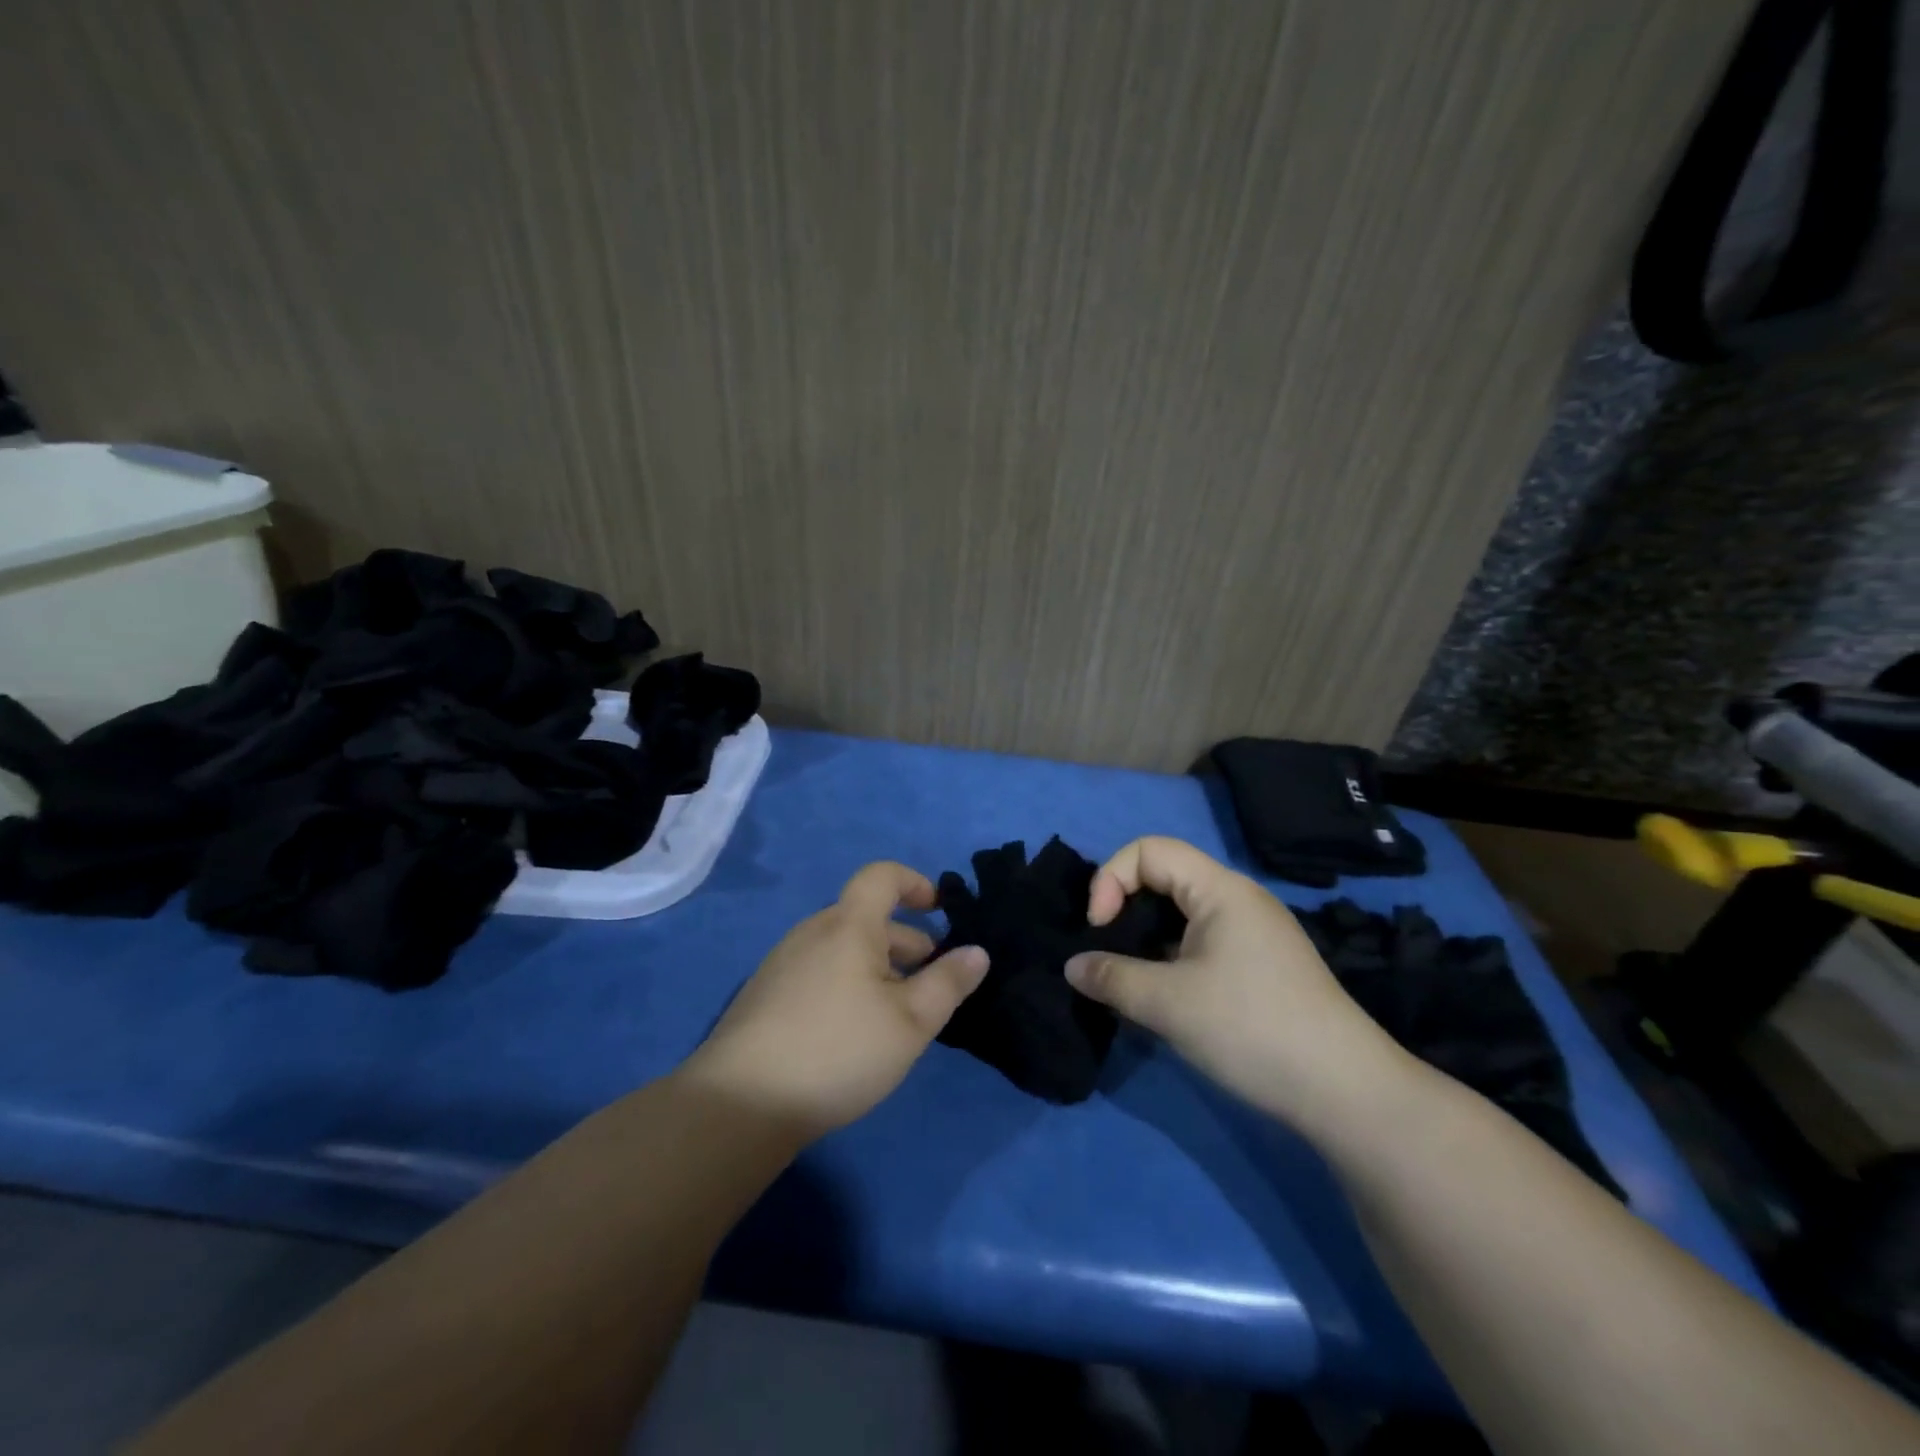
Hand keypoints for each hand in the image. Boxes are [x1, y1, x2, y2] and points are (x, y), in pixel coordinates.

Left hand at [680, 862, 990, 1138]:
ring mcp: (783, 963)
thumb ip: (948, 983)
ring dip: (879, 968)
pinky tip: (853, 1034)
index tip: (940, 911)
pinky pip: (820, 971)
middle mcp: (812, 932)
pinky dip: (848, 984)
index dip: (915, 883)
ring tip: (898, 1015)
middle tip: (932, 984)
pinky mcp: (765, 995)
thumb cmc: (839, 1050)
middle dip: (907, 942)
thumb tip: (977, 952)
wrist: (741, 1103)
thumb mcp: (911, 1022)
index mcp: (848, 925)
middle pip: (866, 918)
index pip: (881, 876)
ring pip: (844, 949)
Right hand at [1065, 836, 1411, 1135]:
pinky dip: (1170, 957)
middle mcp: (1239, 899)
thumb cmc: (1252, 1029)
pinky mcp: (1261, 967)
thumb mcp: (1168, 1004)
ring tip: (1127, 977)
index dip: (1111, 879)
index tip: (1099, 928)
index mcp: (1221, 889)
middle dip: (1124, 907)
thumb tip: (1072, 967)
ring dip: (1146, 937)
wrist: (1346, 1093)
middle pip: (1165, 876)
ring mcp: (1254, 934)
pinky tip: (1163, 996)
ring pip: (1182, 914)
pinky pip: (1201, 942)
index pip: (1149, 850)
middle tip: (1106, 952)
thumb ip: (1111, 978)